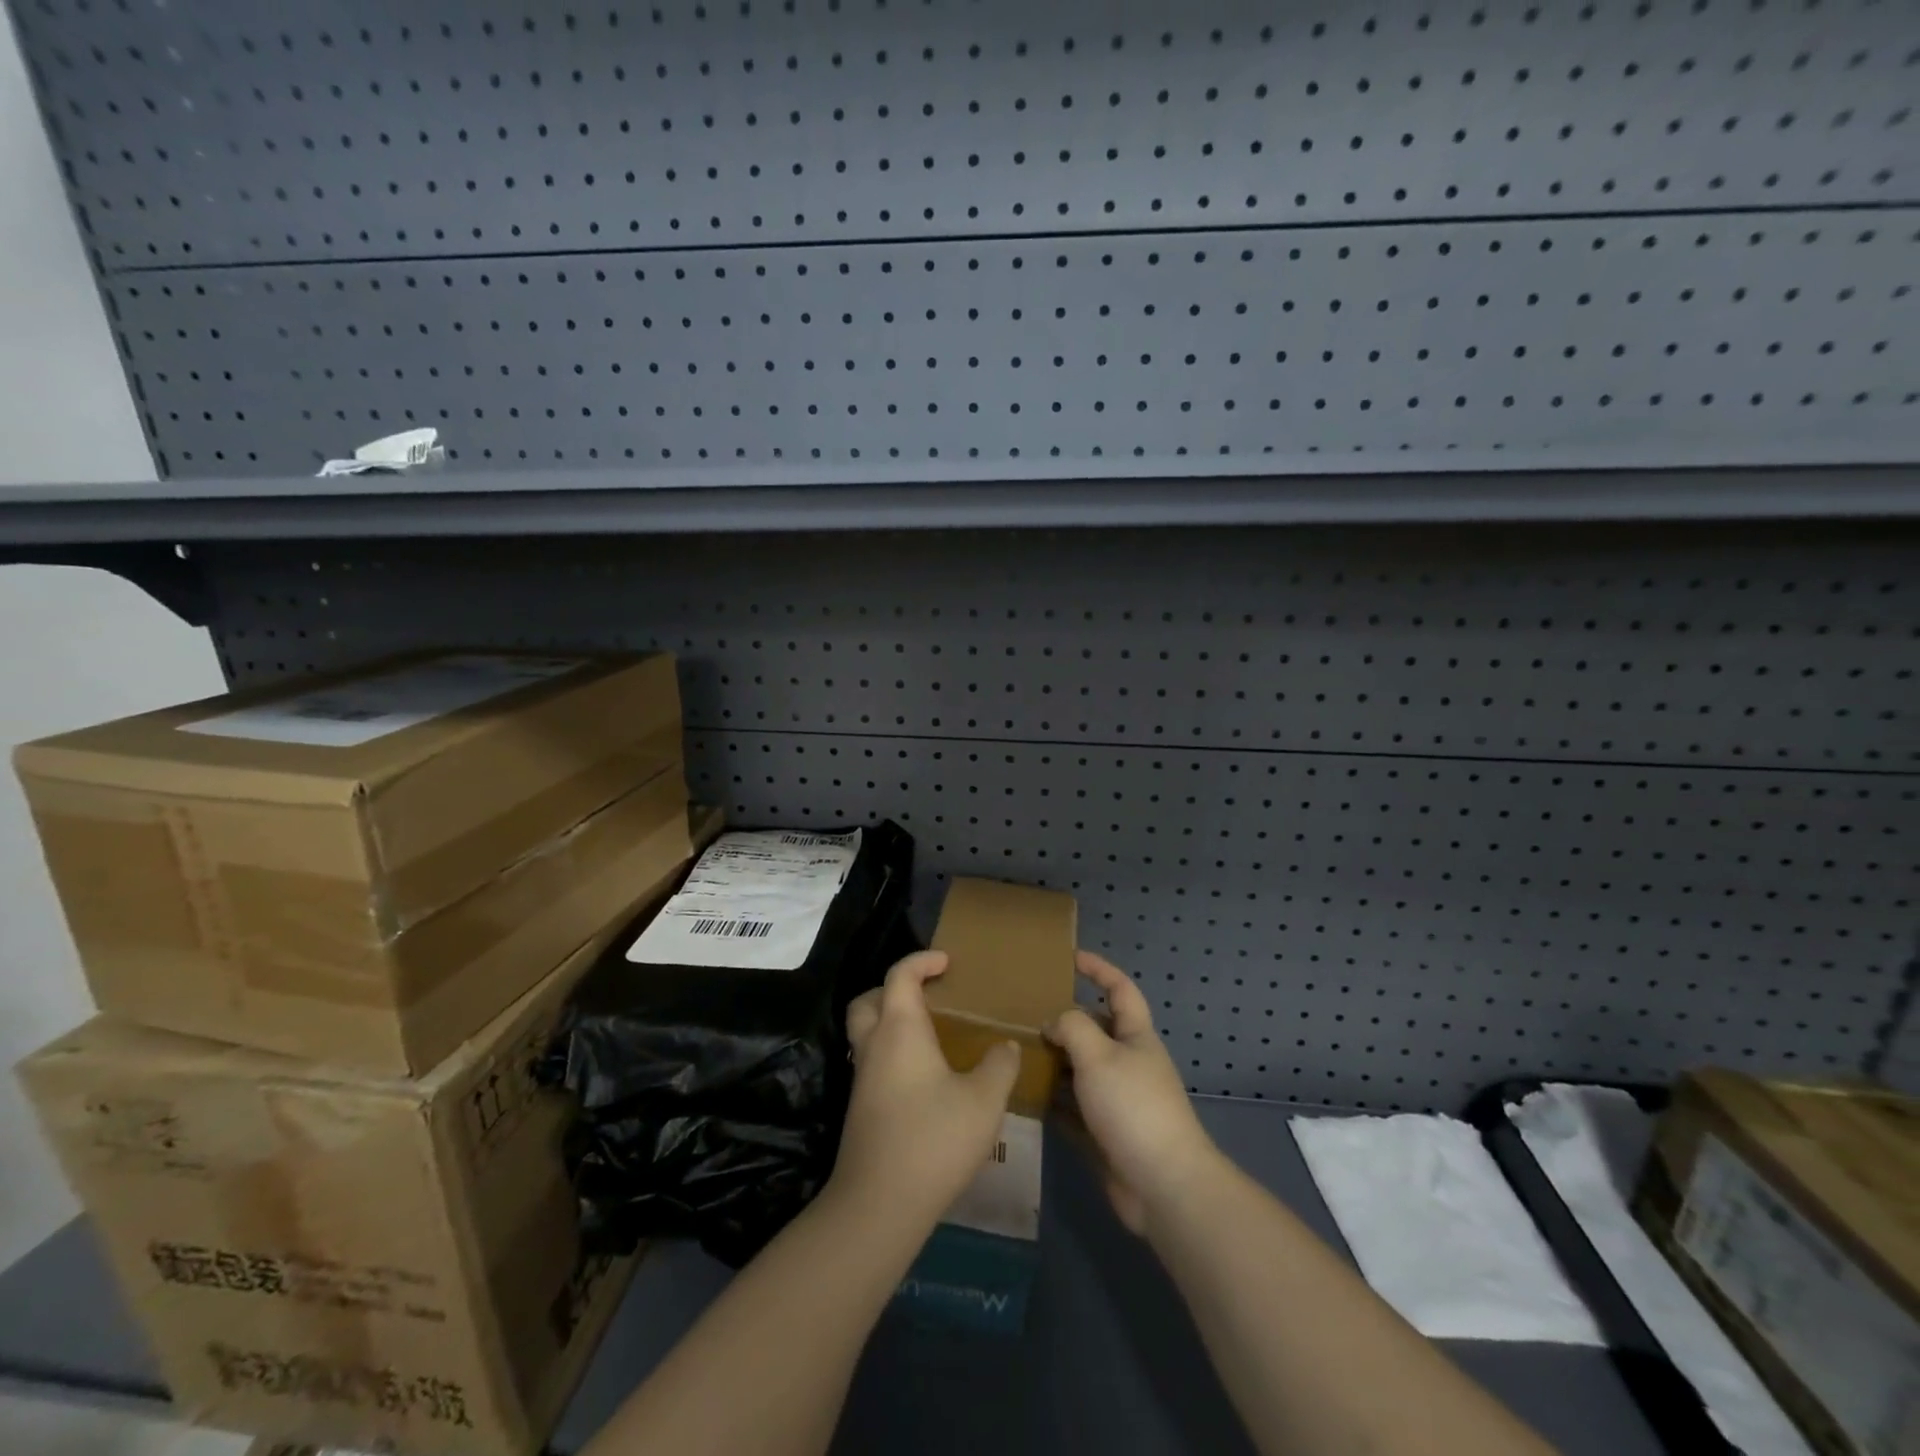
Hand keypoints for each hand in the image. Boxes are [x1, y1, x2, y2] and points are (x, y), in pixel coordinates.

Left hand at [833, 950, 1020, 1227]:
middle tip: (927, 996)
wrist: (878, 1205)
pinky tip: (923, 1078)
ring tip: (930, 1035)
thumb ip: (999, 1066)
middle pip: (869, 999)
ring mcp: (862, 1079)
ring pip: (866, 1032)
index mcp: (900, 1029)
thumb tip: (1006, 1046)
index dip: (922, 960)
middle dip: (893, 988)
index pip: (900, 975)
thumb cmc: (933, 1139)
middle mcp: (874, 1046)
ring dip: (890, 1022)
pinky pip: (872, 1062)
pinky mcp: (860, 1108)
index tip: (947, 961)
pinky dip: (892, 1053)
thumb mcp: (984, 1101)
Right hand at [1045, 950, 1221, 1236]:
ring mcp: (1117, 1101)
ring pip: (1080, 1070)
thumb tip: (1053, 1023)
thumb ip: (1072, 1028)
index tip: (1070, 957)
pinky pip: (1072, 1108)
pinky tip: (1025, 1096)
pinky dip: (1052, 1101)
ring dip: (1054, 1062)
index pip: (1119, 990)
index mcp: (1136, 1037)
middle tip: (1025, 1012)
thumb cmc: (1133, 1107)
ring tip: (1017, 1051)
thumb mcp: (1099, 1055)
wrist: (1162, 1185)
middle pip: (1095, 1030)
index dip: (1098, 969)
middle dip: (1065, 1020)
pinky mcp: (1105, 1134)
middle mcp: (1128, 1063)